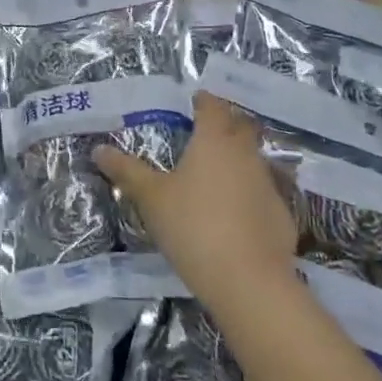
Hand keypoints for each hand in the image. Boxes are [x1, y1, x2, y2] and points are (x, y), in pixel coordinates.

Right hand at [93, 93, 298, 311]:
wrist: (248, 280)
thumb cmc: (192, 226)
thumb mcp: (151, 198)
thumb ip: (127, 171)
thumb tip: (99, 149)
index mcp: (214, 141)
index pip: (213, 107)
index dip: (204, 101)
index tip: (195, 100)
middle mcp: (246, 154)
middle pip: (240, 127)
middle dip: (226, 124)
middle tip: (205, 131)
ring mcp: (269, 183)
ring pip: (255, 159)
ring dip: (239, 158)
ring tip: (218, 171)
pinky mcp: (282, 214)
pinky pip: (264, 191)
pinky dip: (251, 192)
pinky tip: (237, 211)